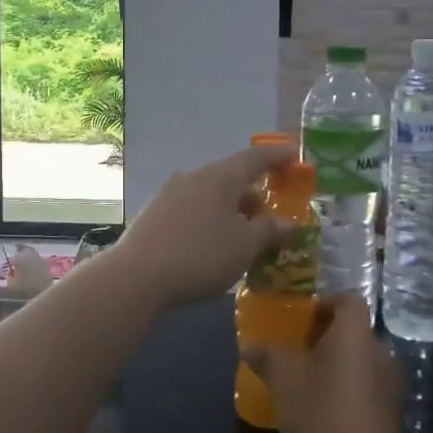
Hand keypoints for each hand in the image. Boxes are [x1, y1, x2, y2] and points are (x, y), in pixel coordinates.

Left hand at [107, 143, 297, 310]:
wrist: (137, 277)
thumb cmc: (201, 256)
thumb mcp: (245, 246)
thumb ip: (270, 231)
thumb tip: (289, 224)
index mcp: (220, 176)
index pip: (255, 157)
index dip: (278, 156)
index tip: (296, 155)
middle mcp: (194, 177)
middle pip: (232, 177)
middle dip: (255, 192)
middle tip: (273, 212)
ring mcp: (170, 194)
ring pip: (211, 195)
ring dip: (232, 209)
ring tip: (246, 232)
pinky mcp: (154, 214)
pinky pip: (193, 209)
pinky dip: (211, 219)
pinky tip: (214, 242)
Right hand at [246, 296, 402, 432]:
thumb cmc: (320, 410)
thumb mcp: (282, 378)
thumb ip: (266, 354)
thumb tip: (251, 345)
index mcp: (355, 333)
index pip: (348, 300)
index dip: (325, 304)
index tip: (302, 320)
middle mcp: (380, 350)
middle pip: (354, 331)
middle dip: (327, 338)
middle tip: (298, 353)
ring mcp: (391, 383)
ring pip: (361, 360)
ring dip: (338, 365)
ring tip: (310, 383)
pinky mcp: (393, 412)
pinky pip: (368, 387)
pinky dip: (349, 390)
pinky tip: (327, 410)